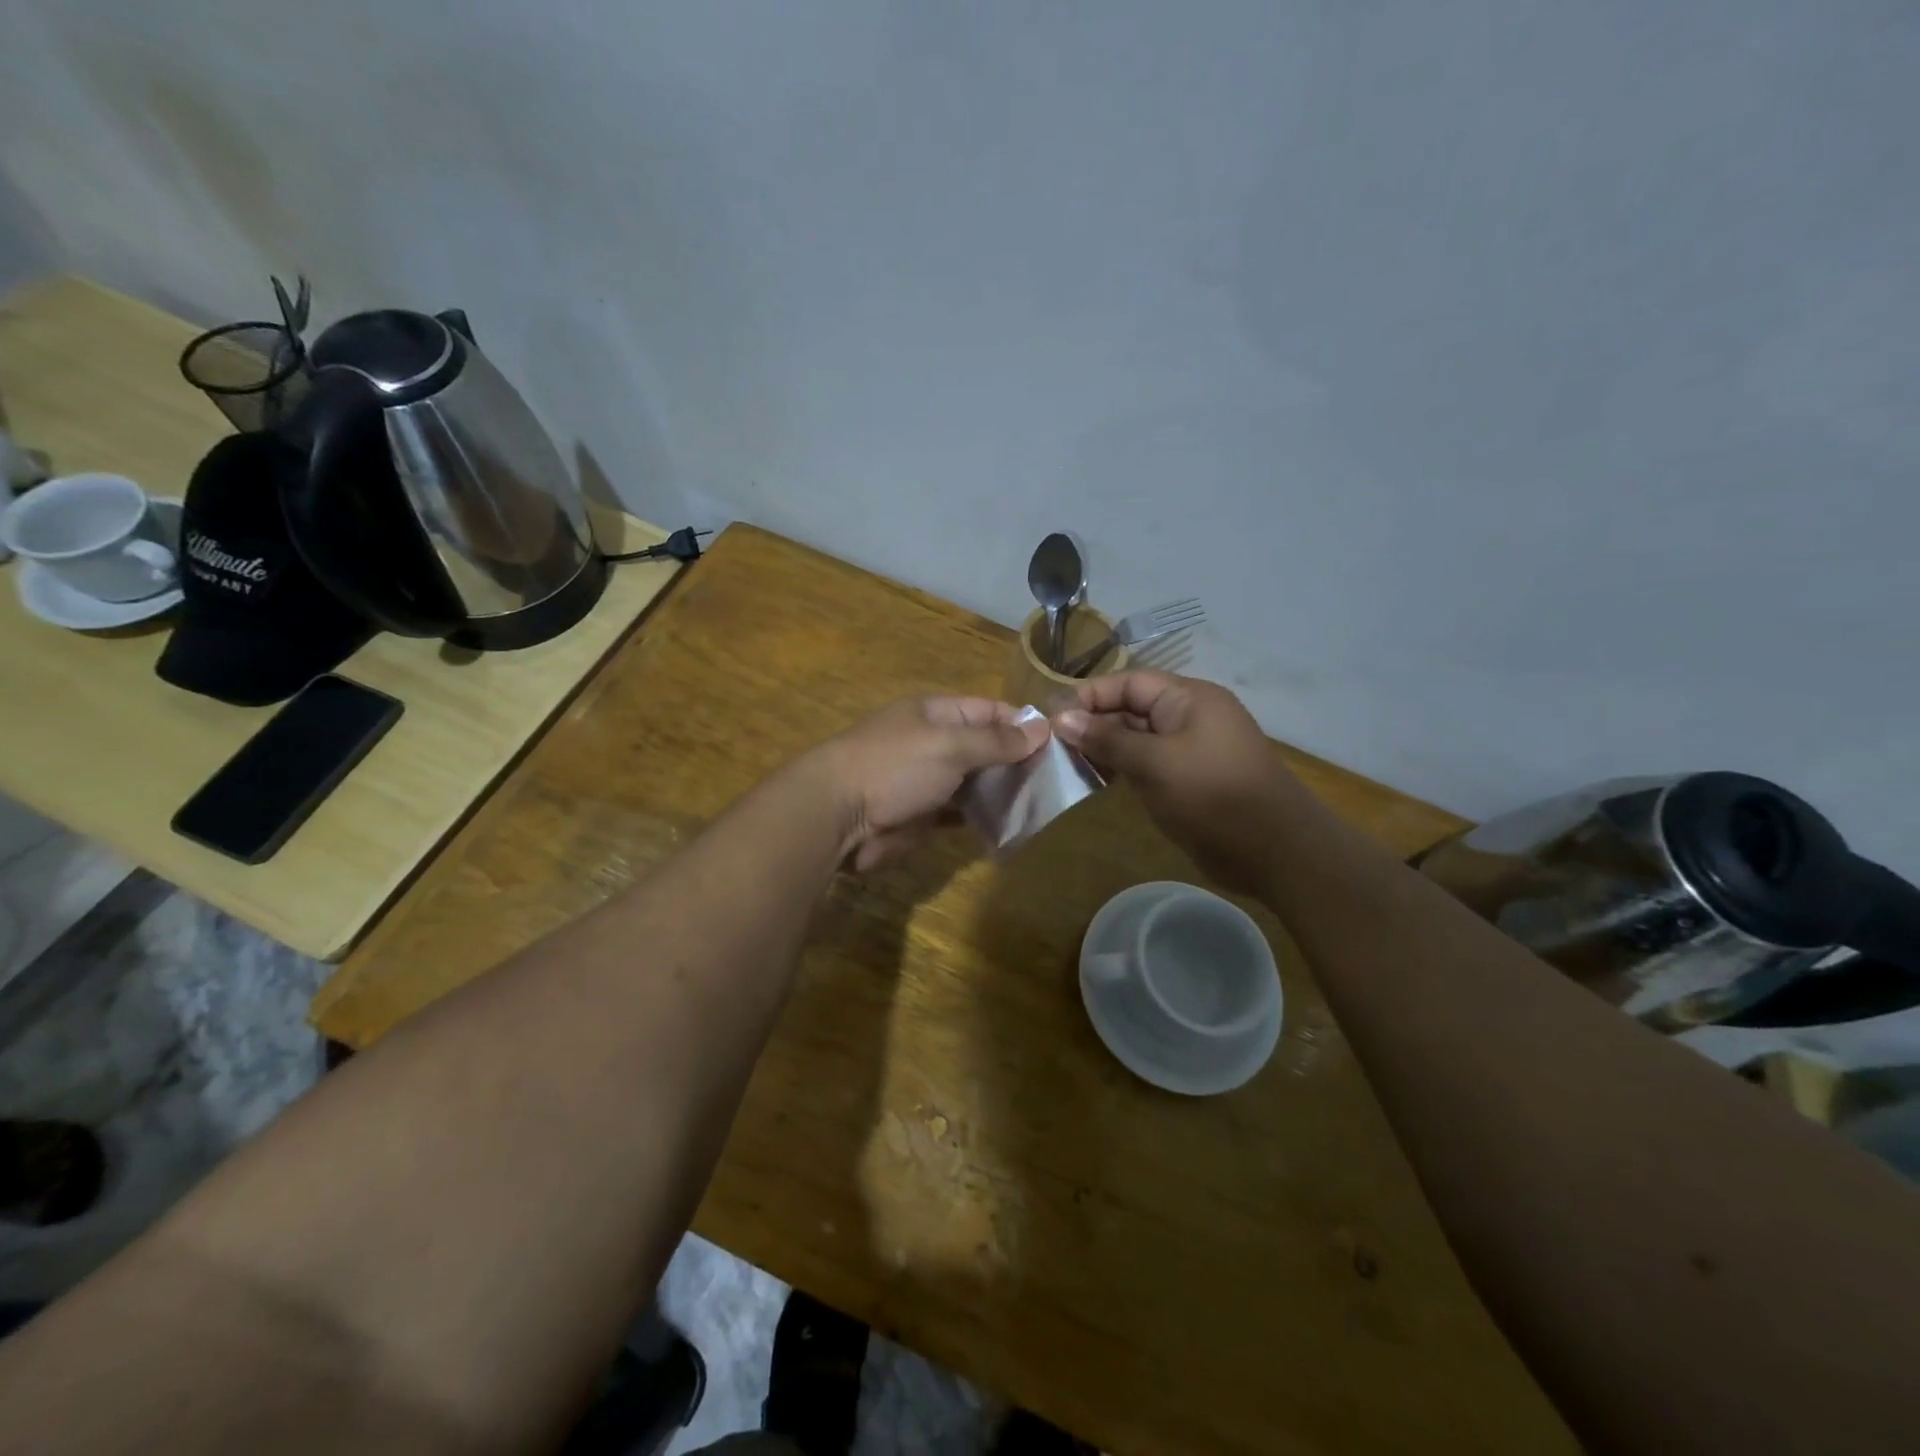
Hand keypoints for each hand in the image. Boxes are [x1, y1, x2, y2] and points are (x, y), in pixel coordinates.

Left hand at [810, 697, 1048, 870]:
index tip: (1057, 743)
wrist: (837, 816)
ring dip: (1004, 792)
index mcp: (936, 714)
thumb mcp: (950, 745)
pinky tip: (1012, 826)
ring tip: (1043, 805)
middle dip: (1017, 762)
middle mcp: (934, 743)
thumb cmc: (894, 767)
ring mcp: (928, 780)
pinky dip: (984, 819)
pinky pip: (962, 814)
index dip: (1022, 724)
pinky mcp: (924, 815)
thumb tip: (1041, 727)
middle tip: (1057, 781)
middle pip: (985, 748)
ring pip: (976, 783)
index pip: (989, 711)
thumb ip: (996, 740)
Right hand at [1054, 671, 1314, 892]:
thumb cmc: (1213, 795)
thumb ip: (1107, 739)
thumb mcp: (1155, 763)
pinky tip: (1096, 780)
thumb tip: (1061, 717)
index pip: (1129, 682)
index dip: (1090, 695)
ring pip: (1137, 738)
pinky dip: (1121, 768)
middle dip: (1093, 722)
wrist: (1274, 851)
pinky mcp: (1188, 779)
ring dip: (1104, 748)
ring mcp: (1189, 749)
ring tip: (1066, 763)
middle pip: (1131, 708)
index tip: (1052, 716)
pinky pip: (1147, 763)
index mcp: (1188, 699)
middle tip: (1052, 744)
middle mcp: (1189, 717)